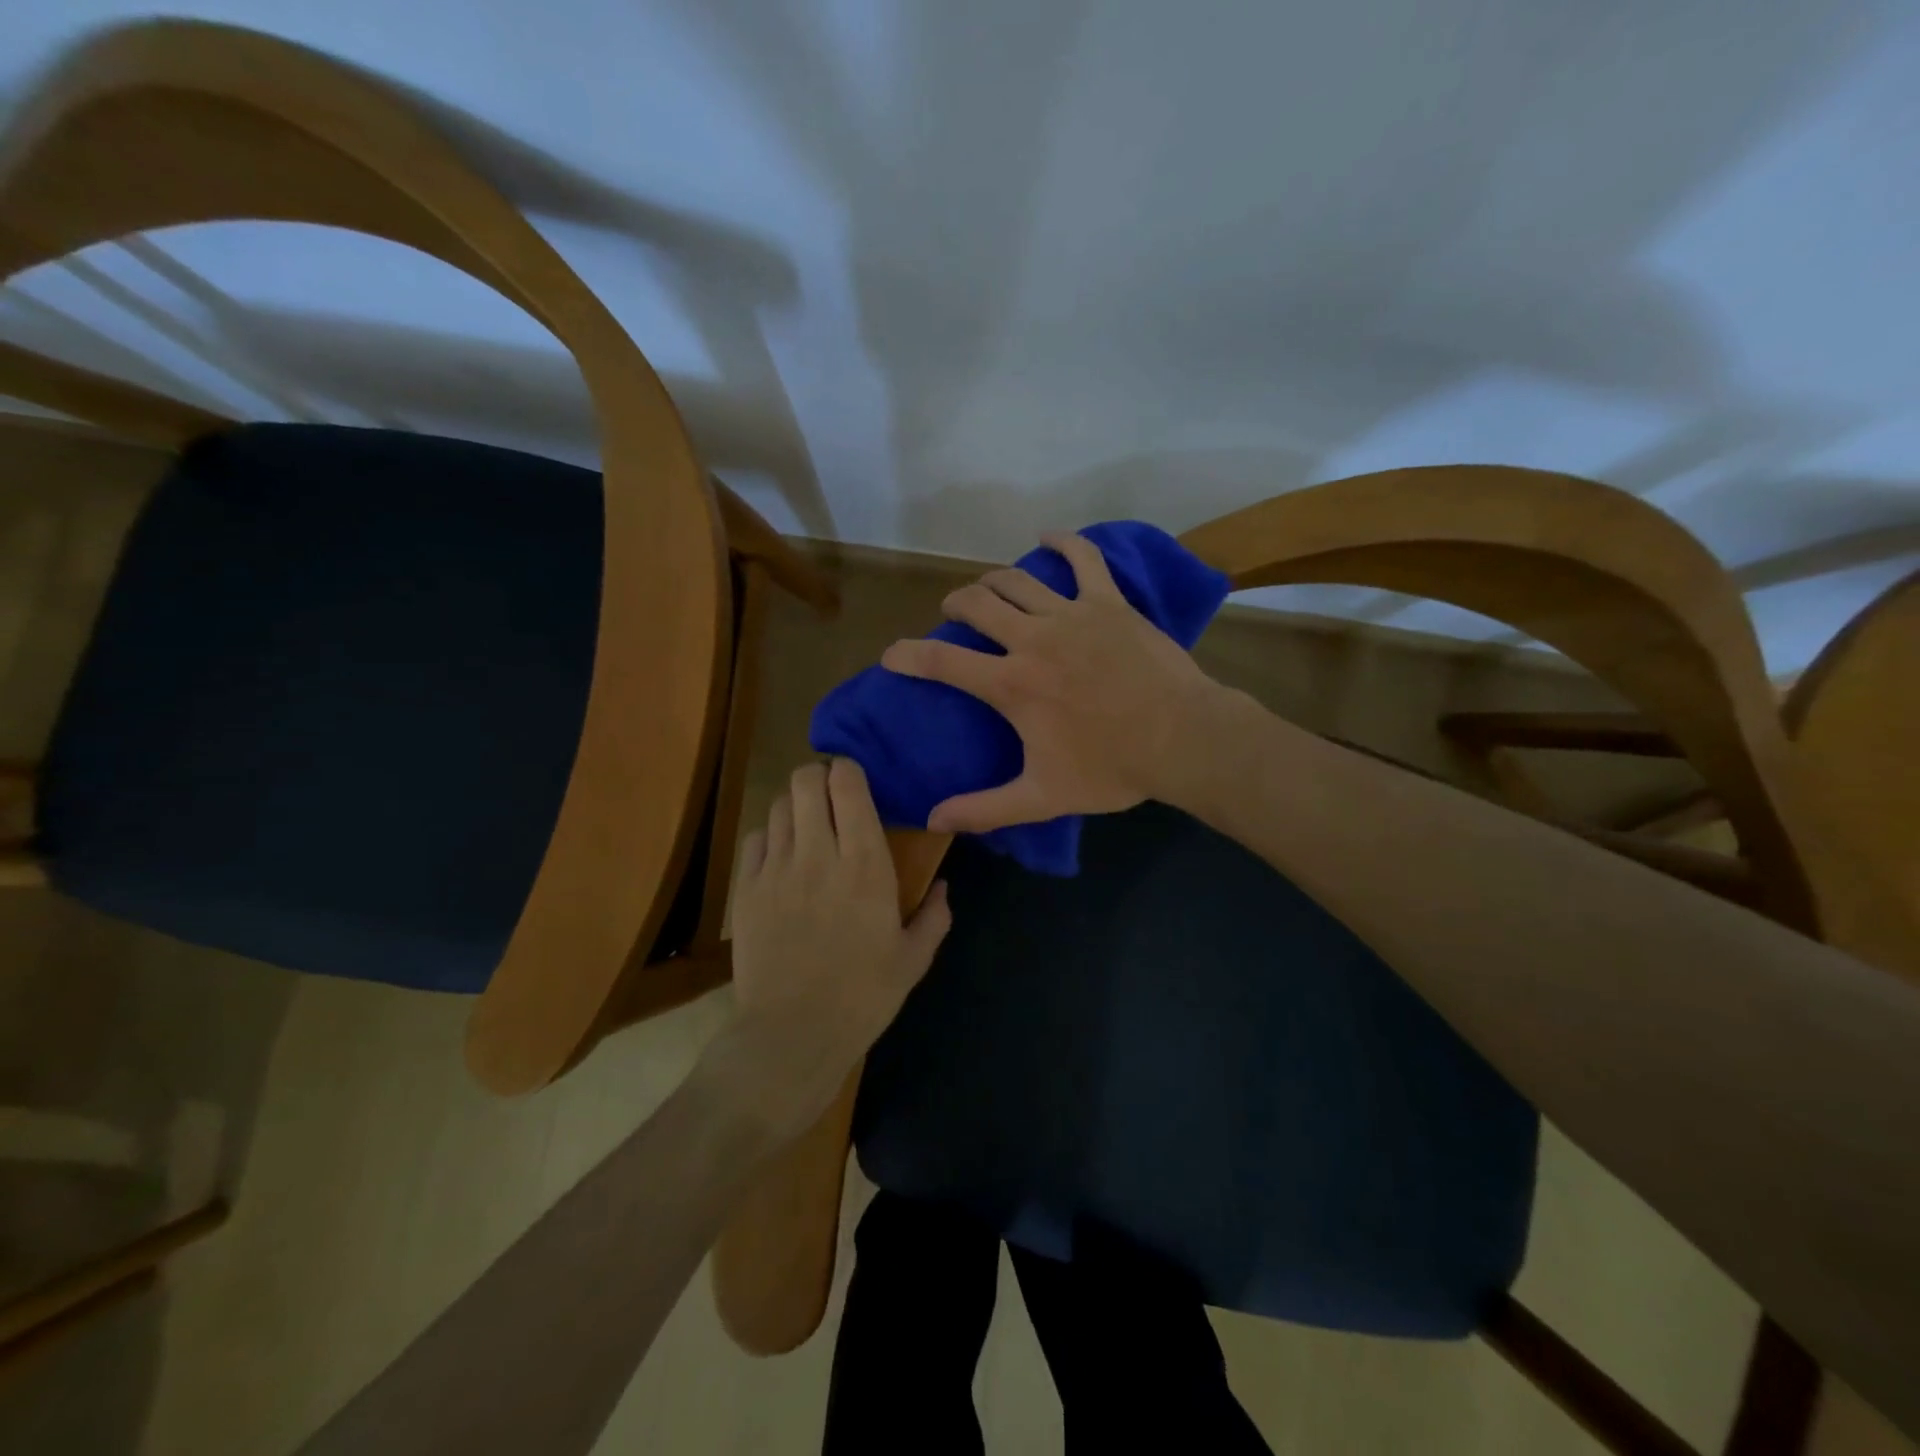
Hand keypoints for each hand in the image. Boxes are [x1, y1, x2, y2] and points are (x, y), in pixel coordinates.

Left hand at [715, 758, 950, 1139]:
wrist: (791, 1034)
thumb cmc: (862, 996)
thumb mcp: (913, 960)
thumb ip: (935, 916)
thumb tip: (943, 887)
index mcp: (865, 864)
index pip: (848, 785)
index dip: (849, 770)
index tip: (856, 781)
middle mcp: (818, 853)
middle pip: (806, 781)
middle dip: (819, 777)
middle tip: (832, 797)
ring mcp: (776, 869)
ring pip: (779, 804)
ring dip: (797, 806)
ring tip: (808, 826)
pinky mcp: (746, 888)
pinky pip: (754, 838)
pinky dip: (770, 836)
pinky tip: (781, 856)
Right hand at [880, 532, 1225, 832]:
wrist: (1183, 739)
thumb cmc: (1112, 769)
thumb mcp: (1043, 796)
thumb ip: (986, 809)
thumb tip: (934, 820)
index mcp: (1012, 684)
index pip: (943, 661)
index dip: (908, 656)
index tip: (891, 655)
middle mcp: (1033, 639)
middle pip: (977, 604)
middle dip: (955, 605)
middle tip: (953, 615)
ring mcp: (1073, 614)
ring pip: (1017, 579)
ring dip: (992, 579)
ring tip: (986, 588)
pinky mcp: (1109, 603)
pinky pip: (1083, 559)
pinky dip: (1064, 542)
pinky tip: (1048, 536)